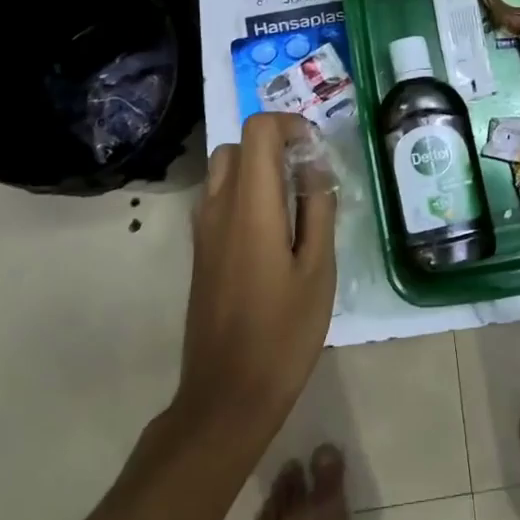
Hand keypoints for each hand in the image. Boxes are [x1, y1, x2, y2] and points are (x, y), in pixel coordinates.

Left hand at [176, 113, 335, 439]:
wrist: (227, 394)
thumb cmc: (283, 332)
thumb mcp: (318, 269)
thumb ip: (318, 209)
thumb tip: (315, 168)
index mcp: (250, 206)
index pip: (258, 131)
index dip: (290, 125)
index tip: (317, 151)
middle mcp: (218, 208)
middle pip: (237, 145)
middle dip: (274, 145)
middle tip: (308, 173)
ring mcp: (203, 231)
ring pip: (224, 172)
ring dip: (258, 168)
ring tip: (295, 201)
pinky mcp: (201, 252)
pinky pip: (219, 200)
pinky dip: (245, 194)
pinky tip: (275, 231)